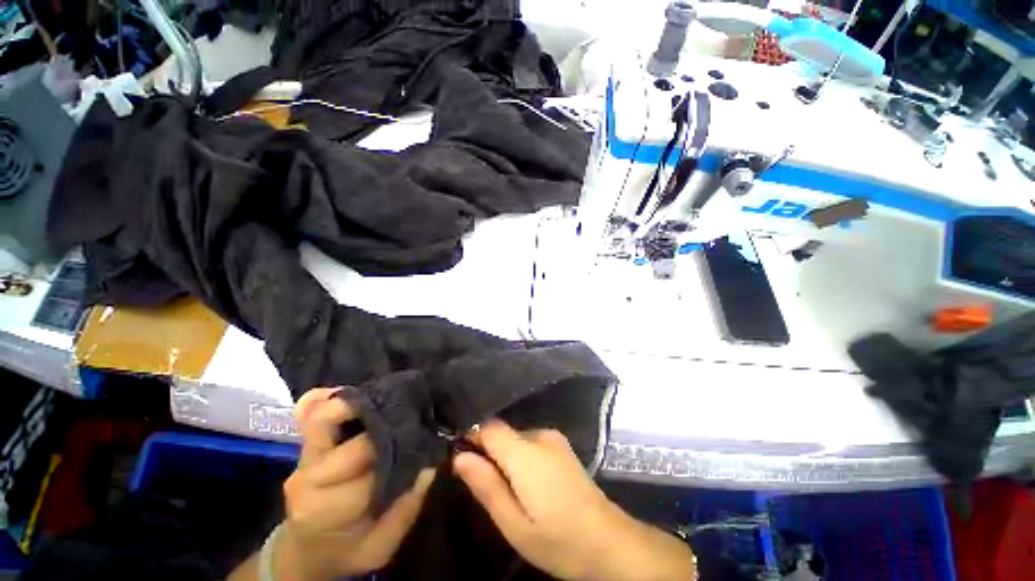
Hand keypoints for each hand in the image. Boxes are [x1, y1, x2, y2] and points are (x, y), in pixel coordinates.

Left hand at [277, 387, 434, 580]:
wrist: (306, 550)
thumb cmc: (346, 550)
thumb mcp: (380, 547)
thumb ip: (405, 509)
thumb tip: (428, 464)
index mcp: (330, 508)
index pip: (368, 466)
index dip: (399, 447)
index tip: (423, 438)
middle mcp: (312, 476)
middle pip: (346, 436)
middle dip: (384, 421)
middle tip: (411, 414)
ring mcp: (304, 457)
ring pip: (322, 416)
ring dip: (357, 401)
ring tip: (387, 399)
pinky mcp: (304, 445)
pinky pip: (310, 412)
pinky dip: (331, 397)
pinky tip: (356, 394)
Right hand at [453, 421, 695, 580]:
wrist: (609, 541)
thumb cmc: (558, 539)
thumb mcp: (514, 524)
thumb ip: (486, 486)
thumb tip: (459, 457)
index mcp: (525, 452)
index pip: (489, 427)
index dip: (471, 437)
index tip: (459, 458)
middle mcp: (540, 435)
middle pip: (502, 432)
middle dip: (488, 451)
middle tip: (484, 485)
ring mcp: (554, 438)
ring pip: (516, 437)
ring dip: (505, 456)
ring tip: (507, 489)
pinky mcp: (562, 445)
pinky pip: (531, 442)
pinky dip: (520, 456)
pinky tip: (527, 483)